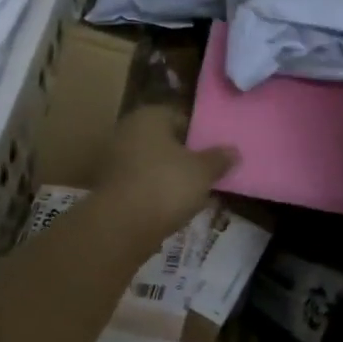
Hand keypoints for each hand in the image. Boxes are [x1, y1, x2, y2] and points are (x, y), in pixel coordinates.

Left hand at [94, 107, 237, 245]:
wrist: (122, 224)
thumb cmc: (167, 185)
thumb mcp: (203, 172)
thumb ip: (219, 159)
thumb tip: (233, 151)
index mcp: (150, 116)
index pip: (181, 118)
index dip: (201, 135)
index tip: (216, 153)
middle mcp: (127, 130)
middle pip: (165, 142)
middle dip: (185, 157)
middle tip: (207, 174)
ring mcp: (114, 159)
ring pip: (153, 164)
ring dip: (170, 176)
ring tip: (194, 194)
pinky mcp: (109, 187)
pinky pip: (141, 184)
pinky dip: (156, 192)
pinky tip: (172, 207)